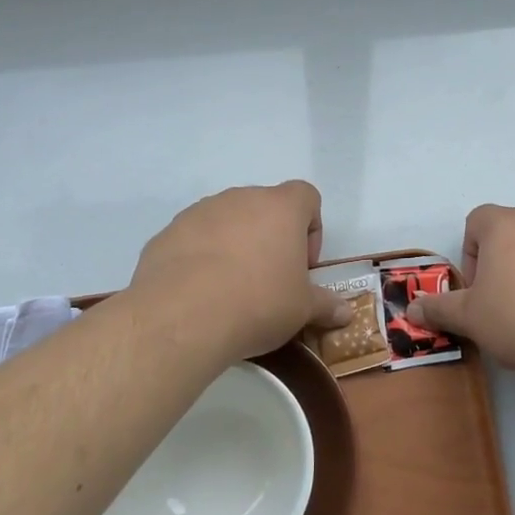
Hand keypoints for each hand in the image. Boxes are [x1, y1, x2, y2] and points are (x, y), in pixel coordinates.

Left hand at [128, 181, 351, 361]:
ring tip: (230, 289)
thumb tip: (346, 313)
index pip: (307, 196)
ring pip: (227, 221)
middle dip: (270, 238)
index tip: (303, 265)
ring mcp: (200, 211)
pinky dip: (200, 258)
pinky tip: (198, 294)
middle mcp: (242, 198)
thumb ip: (325, 305)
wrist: (182, 317)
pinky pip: (193, 239)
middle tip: (269, 280)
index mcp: (281, 207)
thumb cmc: (258, 303)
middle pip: (265, 208)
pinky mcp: (168, 232)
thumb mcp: (302, 310)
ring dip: (234, 245)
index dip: (311, 229)